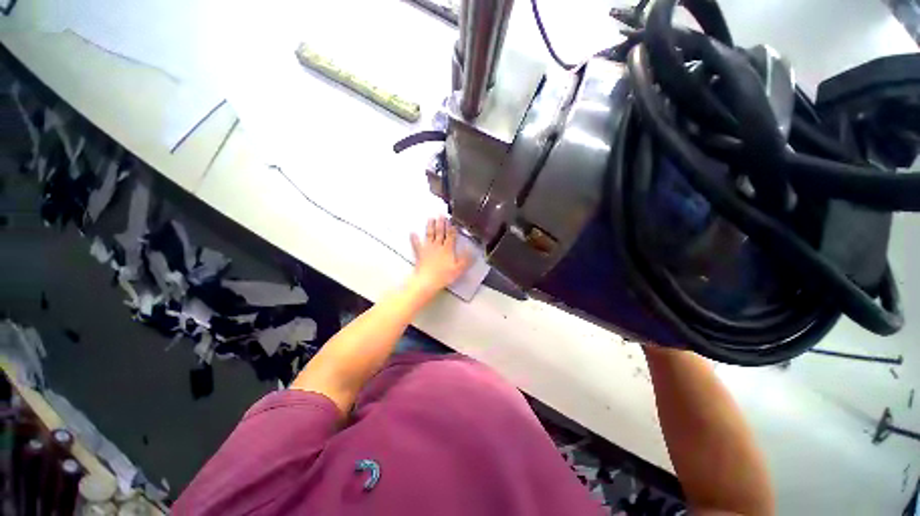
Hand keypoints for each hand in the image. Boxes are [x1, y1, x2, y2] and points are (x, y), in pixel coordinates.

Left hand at [410, 217, 472, 294]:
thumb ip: (466, 259)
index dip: (452, 228)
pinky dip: (414, 239)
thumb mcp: (459, 269)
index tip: (452, 220)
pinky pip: (416, 245)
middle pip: (440, 233)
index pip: (451, 236)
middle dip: (441, 223)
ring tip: (431, 218)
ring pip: (429, 235)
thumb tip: (472, 250)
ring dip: (430, 226)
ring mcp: (428, 249)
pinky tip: (412, 233)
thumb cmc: (444, 275)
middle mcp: (438, 246)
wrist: (427, 281)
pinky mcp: (420, 254)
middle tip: (441, 214)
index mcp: (448, 249)